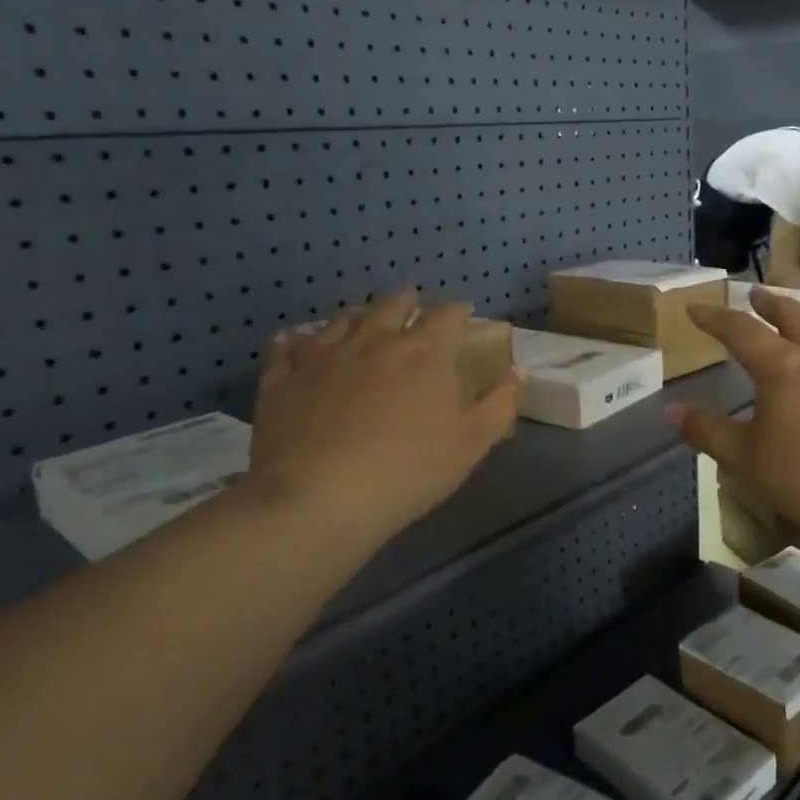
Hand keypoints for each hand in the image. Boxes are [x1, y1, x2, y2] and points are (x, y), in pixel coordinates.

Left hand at [247, 292, 520, 548]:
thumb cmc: (409, 470)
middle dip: (407, 301)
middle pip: (391, 306)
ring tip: (363, 320)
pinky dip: (298, 341)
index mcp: (423, 353)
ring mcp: (322, 355)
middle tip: (413, 304)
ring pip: (342, 320)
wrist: (320, 497)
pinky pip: (288, 347)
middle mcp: (373, 341)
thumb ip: (500, 403)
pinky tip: (299, 343)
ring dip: (359, 316)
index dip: (457, 310)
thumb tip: (517, 370)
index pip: (446, 315)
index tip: (464, 311)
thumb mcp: (472, 443)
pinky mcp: (282, 378)